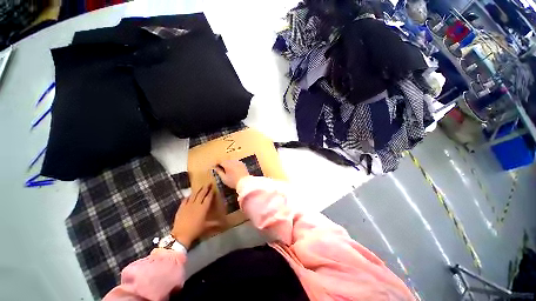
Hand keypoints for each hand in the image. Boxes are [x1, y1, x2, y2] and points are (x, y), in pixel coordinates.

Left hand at [171, 184, 213, 248]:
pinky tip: (190, 195)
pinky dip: (188, 196)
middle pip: (202, 194)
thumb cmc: (196, 230)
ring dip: (198, 190)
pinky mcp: (181, 207)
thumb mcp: (206, 227)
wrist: (181, 234)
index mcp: (204, 207)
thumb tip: (223, 224)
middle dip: (206, 188)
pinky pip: (185, 199)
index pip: (208, 197)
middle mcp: (197, 204)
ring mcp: (188, 205)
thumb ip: (214, 223)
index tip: (213, 187)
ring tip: (201, 187)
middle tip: (208, 183)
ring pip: (194, 195)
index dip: (211, 192)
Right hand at [214, 160, 249, 188]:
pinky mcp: (242, 164)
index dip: (216, 164)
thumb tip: (215, 168)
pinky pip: (236, 162)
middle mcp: (232, 161)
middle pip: (226, 161)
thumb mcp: (224, 178)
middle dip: (223, 164)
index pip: (220, 162)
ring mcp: (238, 162)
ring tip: (227, 170)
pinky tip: (234, 169)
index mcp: (227, 164)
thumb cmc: (233, 181)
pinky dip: (234, 165)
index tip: (215, 167)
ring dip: (228, 164)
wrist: (245, 182)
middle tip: (221, 169)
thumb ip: (219, 172)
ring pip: (231, 161)